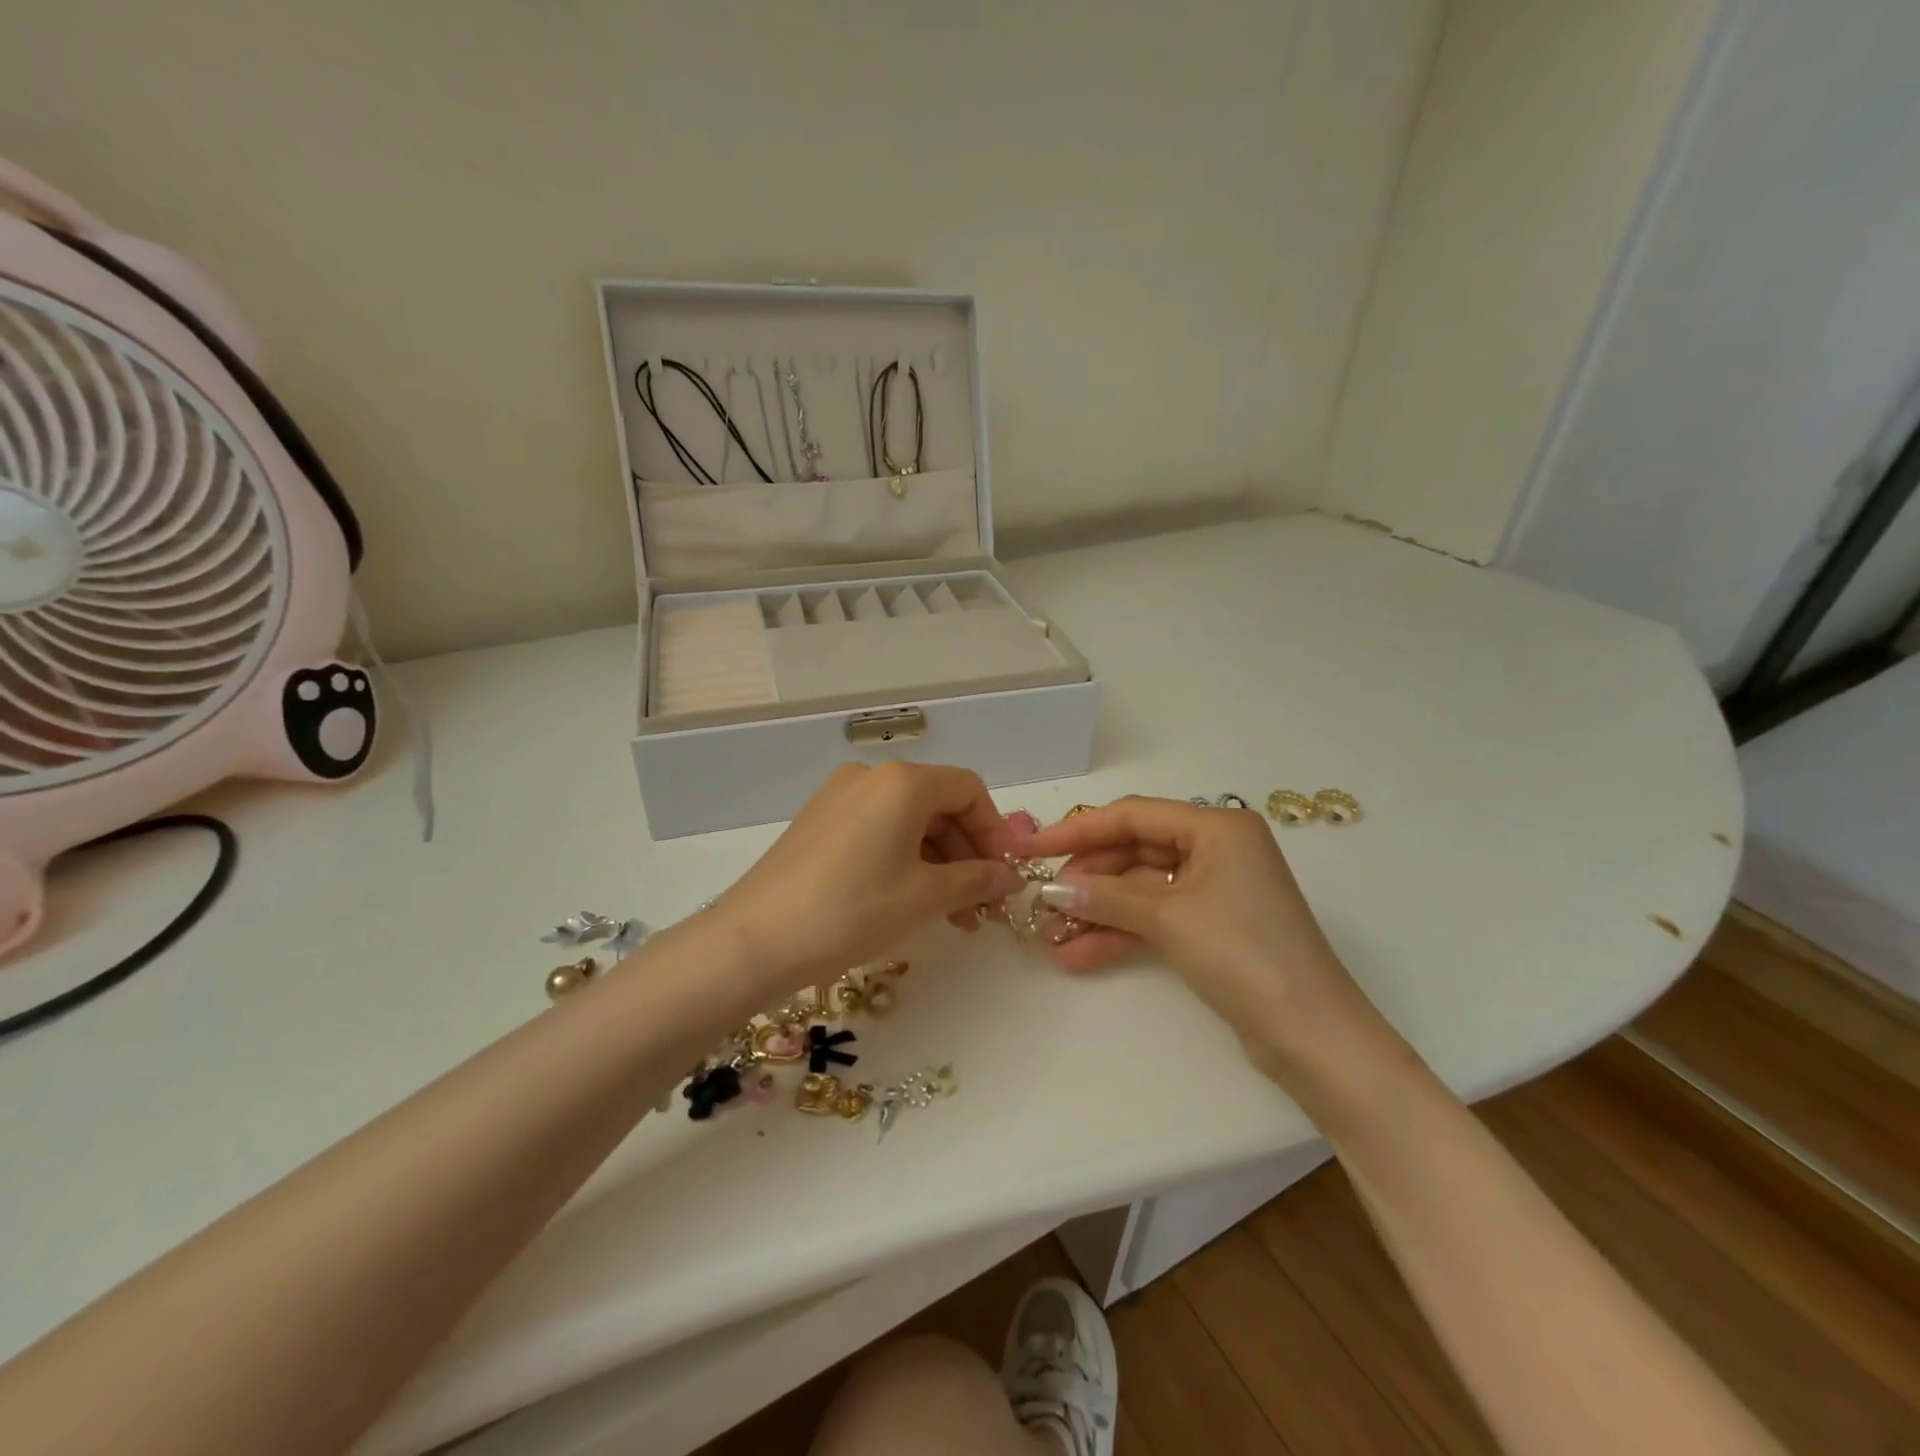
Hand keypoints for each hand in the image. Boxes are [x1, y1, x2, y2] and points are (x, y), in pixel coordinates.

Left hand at [710, 763, 1025, 999]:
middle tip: (982, 906)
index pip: (969, 791)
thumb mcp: (925, 897)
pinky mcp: (819, 822)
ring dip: (939, 862)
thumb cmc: (852, 911)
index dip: (995, 832)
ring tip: (953, 915)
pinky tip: (912, 900)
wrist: (755, 941)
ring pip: (908, 821)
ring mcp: (839, 797)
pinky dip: (905, 859)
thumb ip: (977, 880)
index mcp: (902, 781)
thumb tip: (1011, 877)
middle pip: (939, 805)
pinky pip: (878, 830)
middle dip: (968, 854)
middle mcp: (870, 777)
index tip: (1005, 876)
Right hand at [1017, 797, 1376, 1073]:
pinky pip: (1154, 919)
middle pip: (1134, 852)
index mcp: (1217, 827)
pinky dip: (1119, 934)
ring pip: (1140, 889)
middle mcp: (1216, 849)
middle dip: (1087, 879)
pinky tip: (1077, 956)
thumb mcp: (1169, 918)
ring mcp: (1214, 890)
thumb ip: (1106, 897)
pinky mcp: (1210, 928)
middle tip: (1042, 902)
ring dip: (1097, 912)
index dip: (1078, 831)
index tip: (1032, 850)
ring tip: (1050, 936)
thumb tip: (1054, 890)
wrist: (1312, 1036)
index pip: (1133, 816)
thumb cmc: (1244, 954)